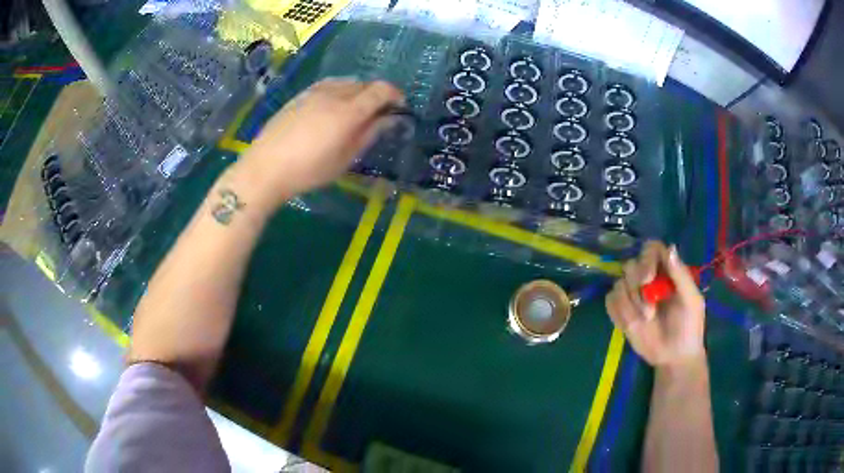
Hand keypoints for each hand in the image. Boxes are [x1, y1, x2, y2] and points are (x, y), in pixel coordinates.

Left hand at [227, 78, 403, 211]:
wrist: (265, 168)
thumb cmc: (308, 170)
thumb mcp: (345, 159)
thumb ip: (369, 134)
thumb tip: (390, 119)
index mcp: (349, 111)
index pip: (381, 90)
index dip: (395, 95)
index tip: (398, 107)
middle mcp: (334, 94)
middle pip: (364, 84)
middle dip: (377, 95)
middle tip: (377, 114)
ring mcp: (314, 91)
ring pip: (345, 82)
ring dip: (357, 92)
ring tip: (354, 110)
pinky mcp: (300, 95)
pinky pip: (328, 85)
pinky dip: (339, 91)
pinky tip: (332, 107)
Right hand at [605, 241, 705, 367]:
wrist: (675, 357)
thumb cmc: (689, 327)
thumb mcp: (692, 300)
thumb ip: (681, 275)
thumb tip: (670, 248)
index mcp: (666, 270)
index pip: (650, 249)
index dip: (646, 259)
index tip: (648, 278)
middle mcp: (648, 278)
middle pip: (631, 265)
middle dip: (636, 284)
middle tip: (649, 307)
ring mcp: (633, 295)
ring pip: (619, 284)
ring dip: (631, 303)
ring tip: (647, 319)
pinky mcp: (621, 311)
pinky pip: (610, 301)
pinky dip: (619, 311)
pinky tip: (632, 323)